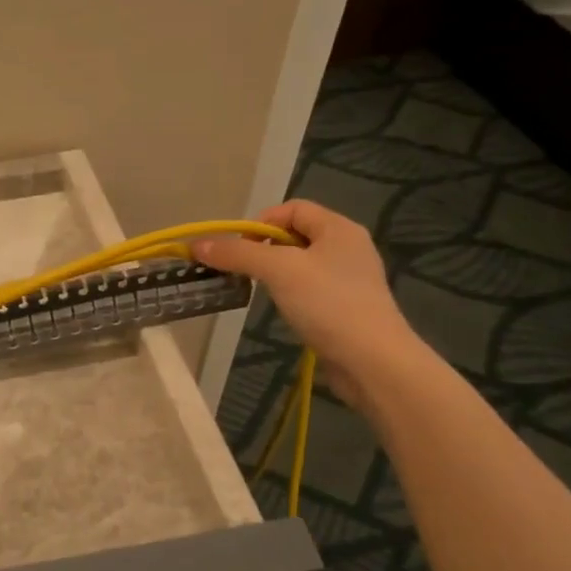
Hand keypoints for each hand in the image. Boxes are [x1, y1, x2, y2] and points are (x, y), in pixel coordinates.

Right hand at [194, 201, 423, 406]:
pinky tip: (286, 311)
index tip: (239, 250)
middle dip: (264, 249)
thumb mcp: (278, 271)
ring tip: (263, 292)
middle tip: (246, 272)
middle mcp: (348, 247)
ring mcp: (350, 279)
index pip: (292, 208)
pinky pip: (312, 289)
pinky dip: (292, 294)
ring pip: (302, 264)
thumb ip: (238, 254)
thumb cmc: (327, 304)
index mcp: (338, 228)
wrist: (372, 361)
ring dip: (276, 273)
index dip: (260, 223)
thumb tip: (198, 245)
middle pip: (295, 235)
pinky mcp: (348, 307)